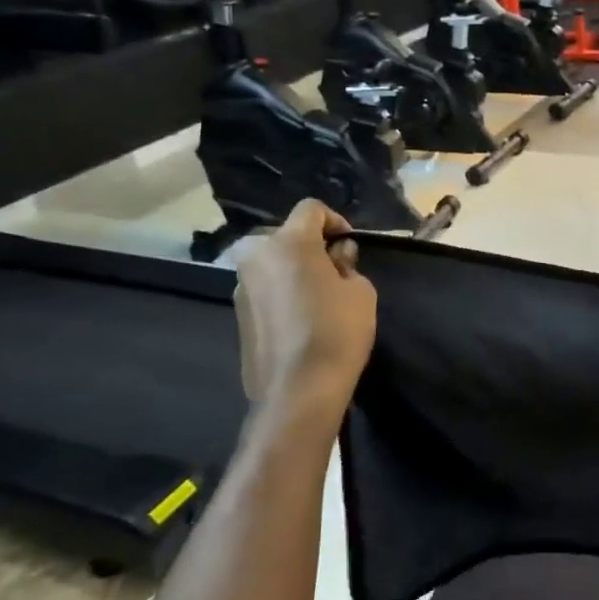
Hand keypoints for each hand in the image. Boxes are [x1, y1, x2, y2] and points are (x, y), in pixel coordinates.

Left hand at [233, 200, 376, 436]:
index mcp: (288, 242)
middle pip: (286, 235)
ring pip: (272, 262)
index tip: (350, 246)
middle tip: (335, 269)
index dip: (335, 220)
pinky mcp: (237, 314)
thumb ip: (348, 264)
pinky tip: (301, 317)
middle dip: (311, 245)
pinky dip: (281, 291)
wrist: (298, 390)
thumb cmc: (337, 331)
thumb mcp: (360, 291)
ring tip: (318, 295)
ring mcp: (241, 286)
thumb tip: (336, 256)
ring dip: (293, 269)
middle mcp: (257, 256)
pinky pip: (264, 288)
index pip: (310, 209)